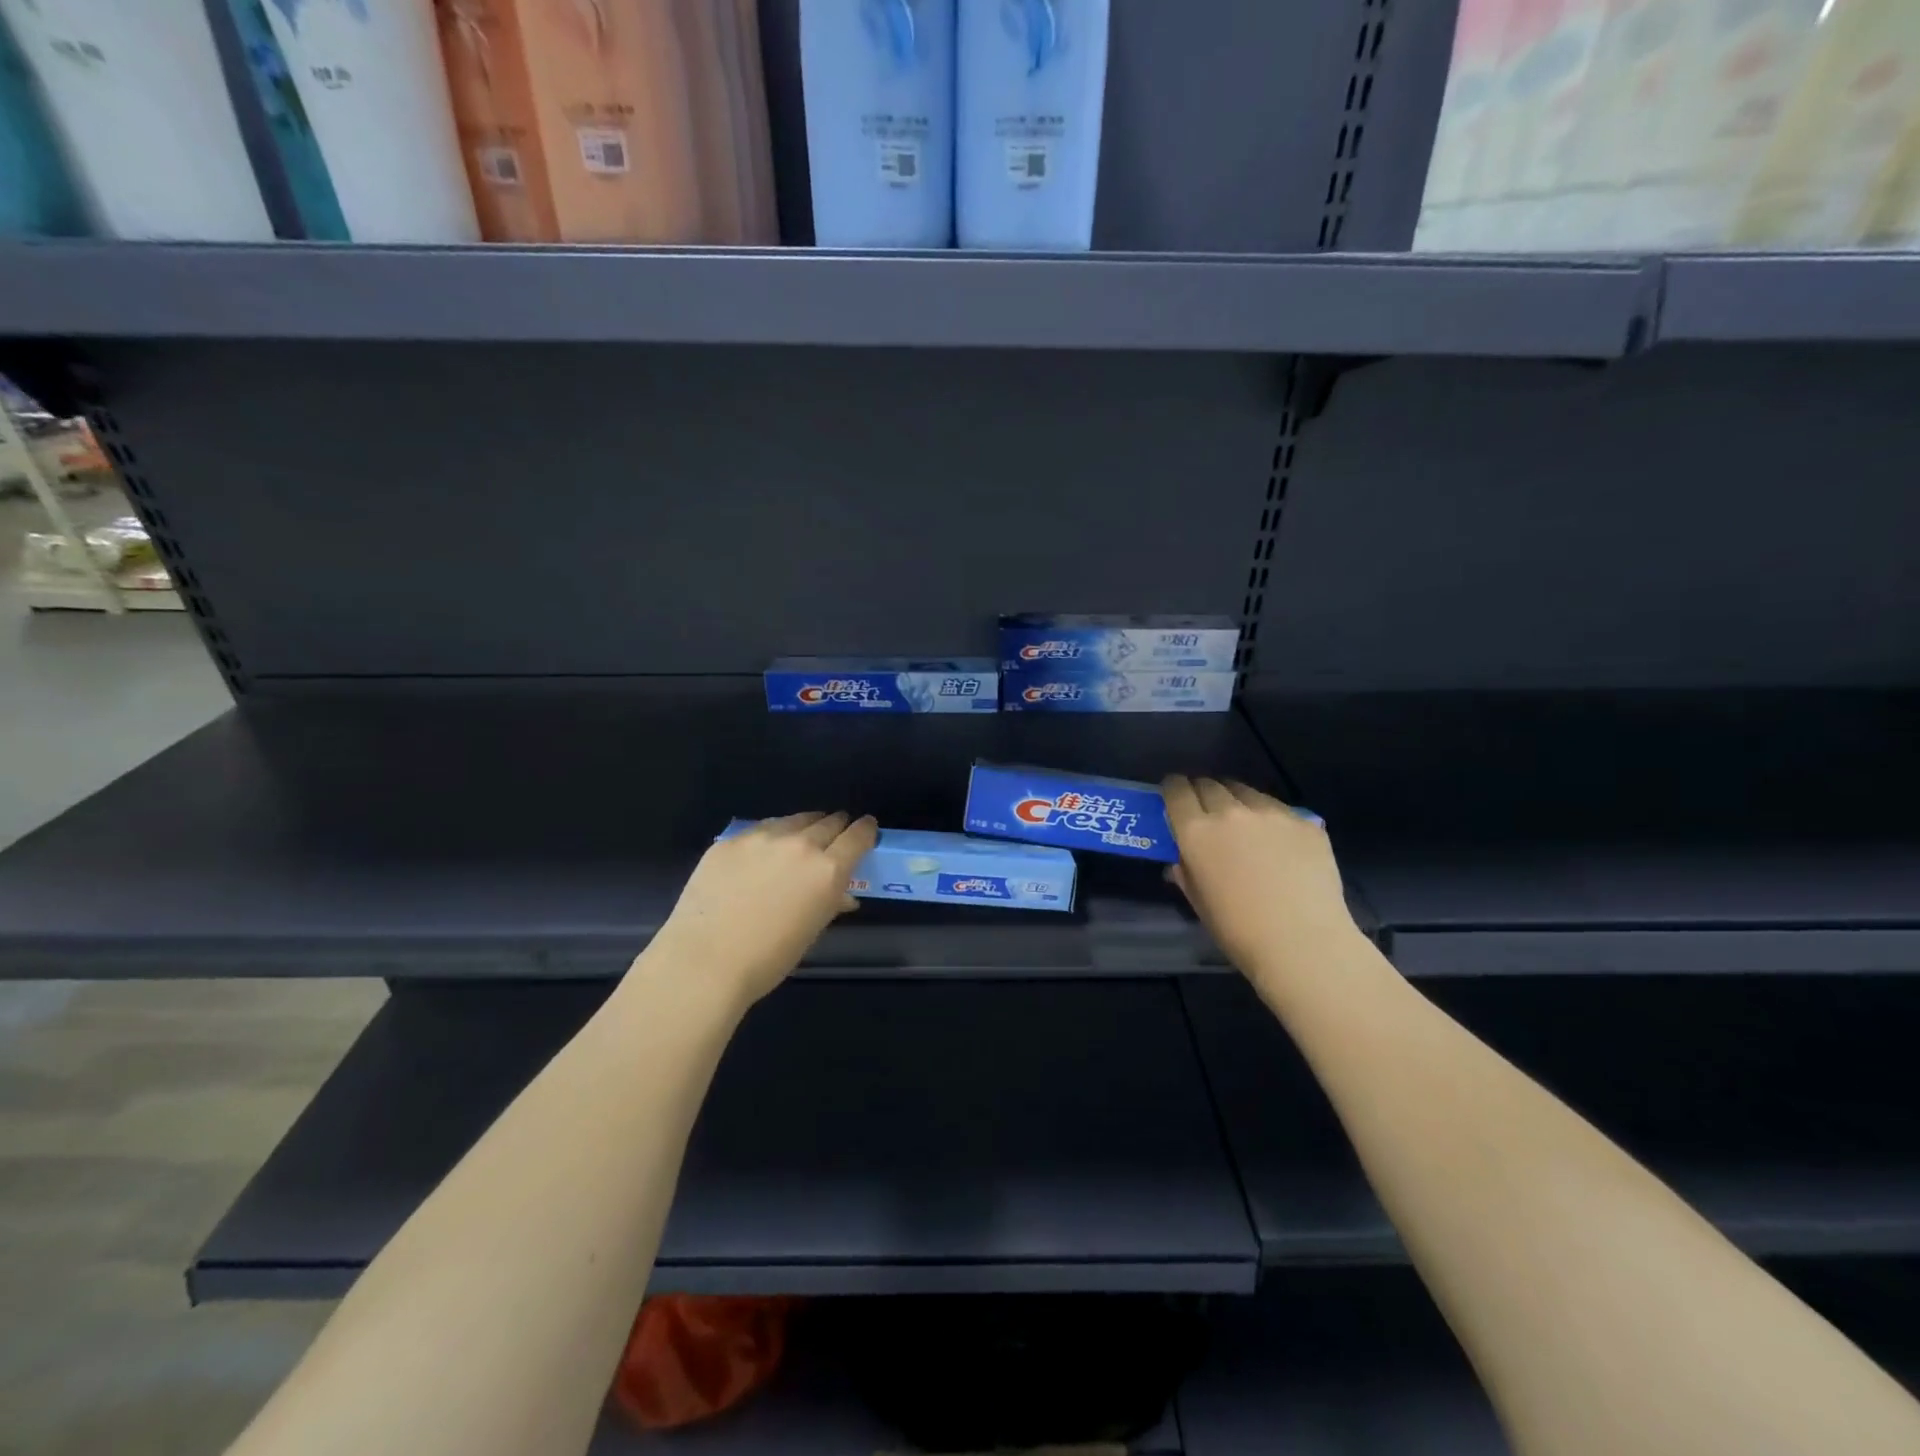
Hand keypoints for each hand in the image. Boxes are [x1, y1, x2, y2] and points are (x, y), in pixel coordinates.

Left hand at [645, 812, 878, 1008]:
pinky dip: (771, 836)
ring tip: (800, 839)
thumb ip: (830, 904)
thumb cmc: (768, 958)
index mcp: (827, 870)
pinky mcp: (731, 840)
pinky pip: (761, 829)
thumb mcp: (811, 932)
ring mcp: (762, 837)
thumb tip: (842, 895)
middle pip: (829, 822)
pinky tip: (762, 853)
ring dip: (805, 827)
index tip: (866, 830)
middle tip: (835, 835)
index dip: (866, 830)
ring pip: (794, 820)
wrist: (705, 961)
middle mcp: (800, 845)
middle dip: (837, 827)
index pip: (858, 836)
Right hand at [1162, 776, 1355, 978]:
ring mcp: (1272, 813)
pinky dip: (1271, 817)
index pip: (1176, 790)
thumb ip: (1185, 871)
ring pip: (1245, 791)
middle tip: (1206, 811)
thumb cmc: (1239, 931)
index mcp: (1196, 832)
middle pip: (1209, 784)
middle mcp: (1231, 812)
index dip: (1172, 789)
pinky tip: (1279, 841)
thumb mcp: (1198, 902)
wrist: (1304, 944)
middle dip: (1202, 792)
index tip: (1173, 796)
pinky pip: (1279, 809)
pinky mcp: (1305, 822)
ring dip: (1236, 800)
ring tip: (1243, 821)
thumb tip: (1181, 859)